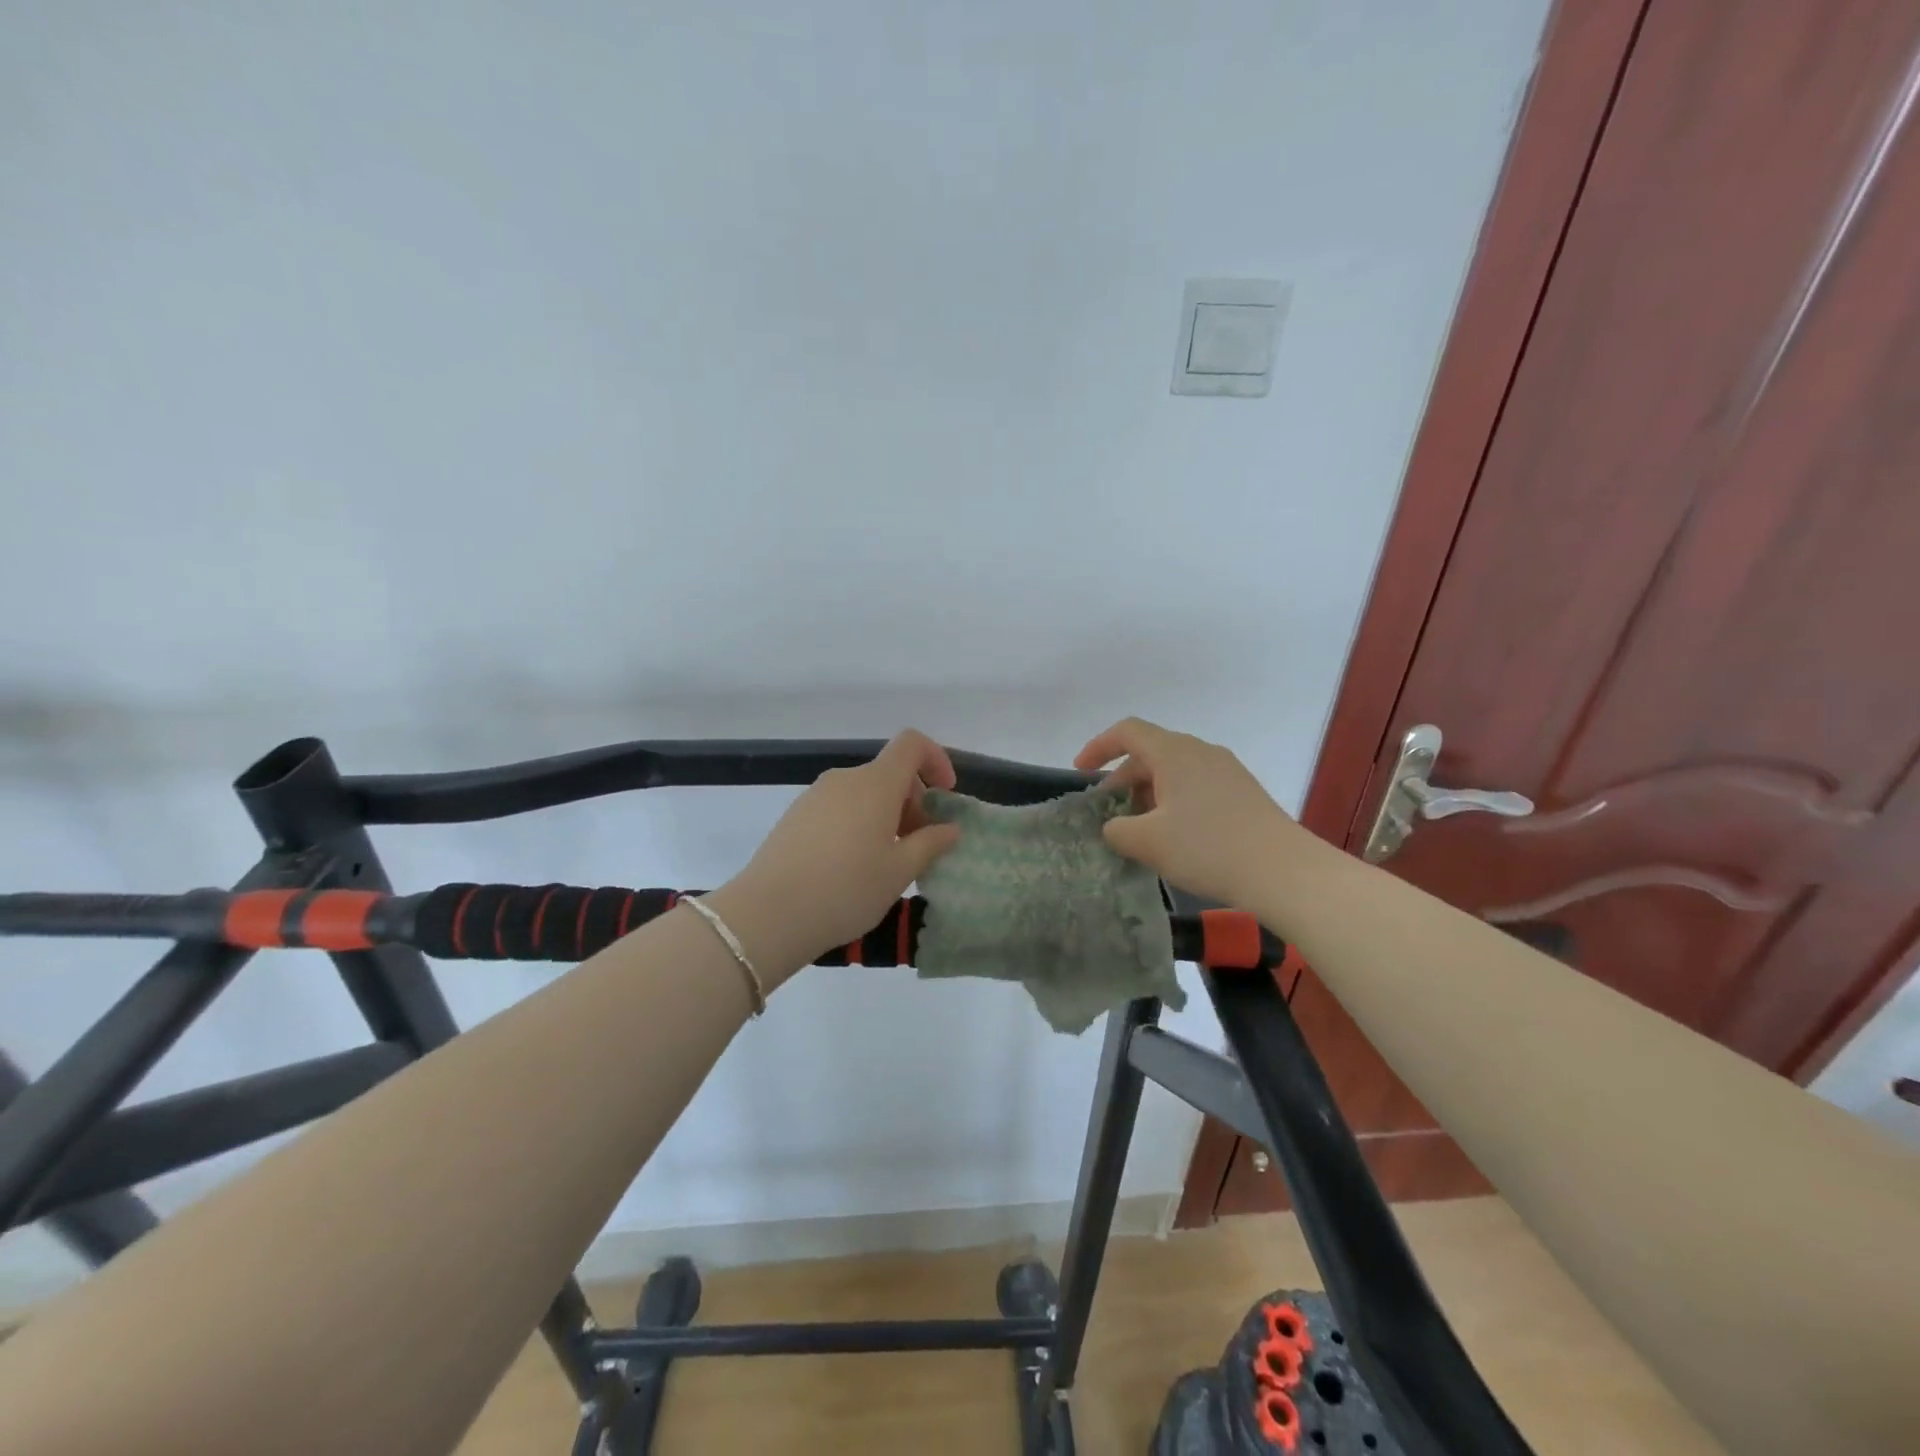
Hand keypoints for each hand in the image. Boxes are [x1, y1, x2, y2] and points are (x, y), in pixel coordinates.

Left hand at [710, 730, 961, 983]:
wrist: (768, 914)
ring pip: (863, 793)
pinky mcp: (795, 816)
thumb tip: (949, 828)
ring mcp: (815, 796)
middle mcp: (845, 779)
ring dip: (885, 816)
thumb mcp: (900, 871)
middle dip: (913, 801)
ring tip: (886, 862)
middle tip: (919, 846)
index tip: (944, 797)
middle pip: (889, 773)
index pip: (912, 744)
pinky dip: (858, 824)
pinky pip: (839, 808)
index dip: (936, 760)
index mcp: (876, 783)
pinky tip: (852, 867)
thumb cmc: (847, 889)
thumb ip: (930, 844)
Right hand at [1074, 717, 1301, 908]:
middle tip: (1109, 815)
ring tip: (1140, 831)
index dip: (1098, 747)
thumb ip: (1117, 829)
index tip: (1080, 772)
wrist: (1284, 871)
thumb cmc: (1208, 848)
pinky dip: (1174, 802)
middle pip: (1150, 753)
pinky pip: (1196, 786)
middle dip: (1123, 781)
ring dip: (1149, 794)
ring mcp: (1226, 770)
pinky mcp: (1243, 792)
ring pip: (1174, 772)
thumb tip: (1115, 826)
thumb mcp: (1147, 842)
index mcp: (1174, 752)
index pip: (1127, 731)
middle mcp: (1200, 751)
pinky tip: (1175, 837)